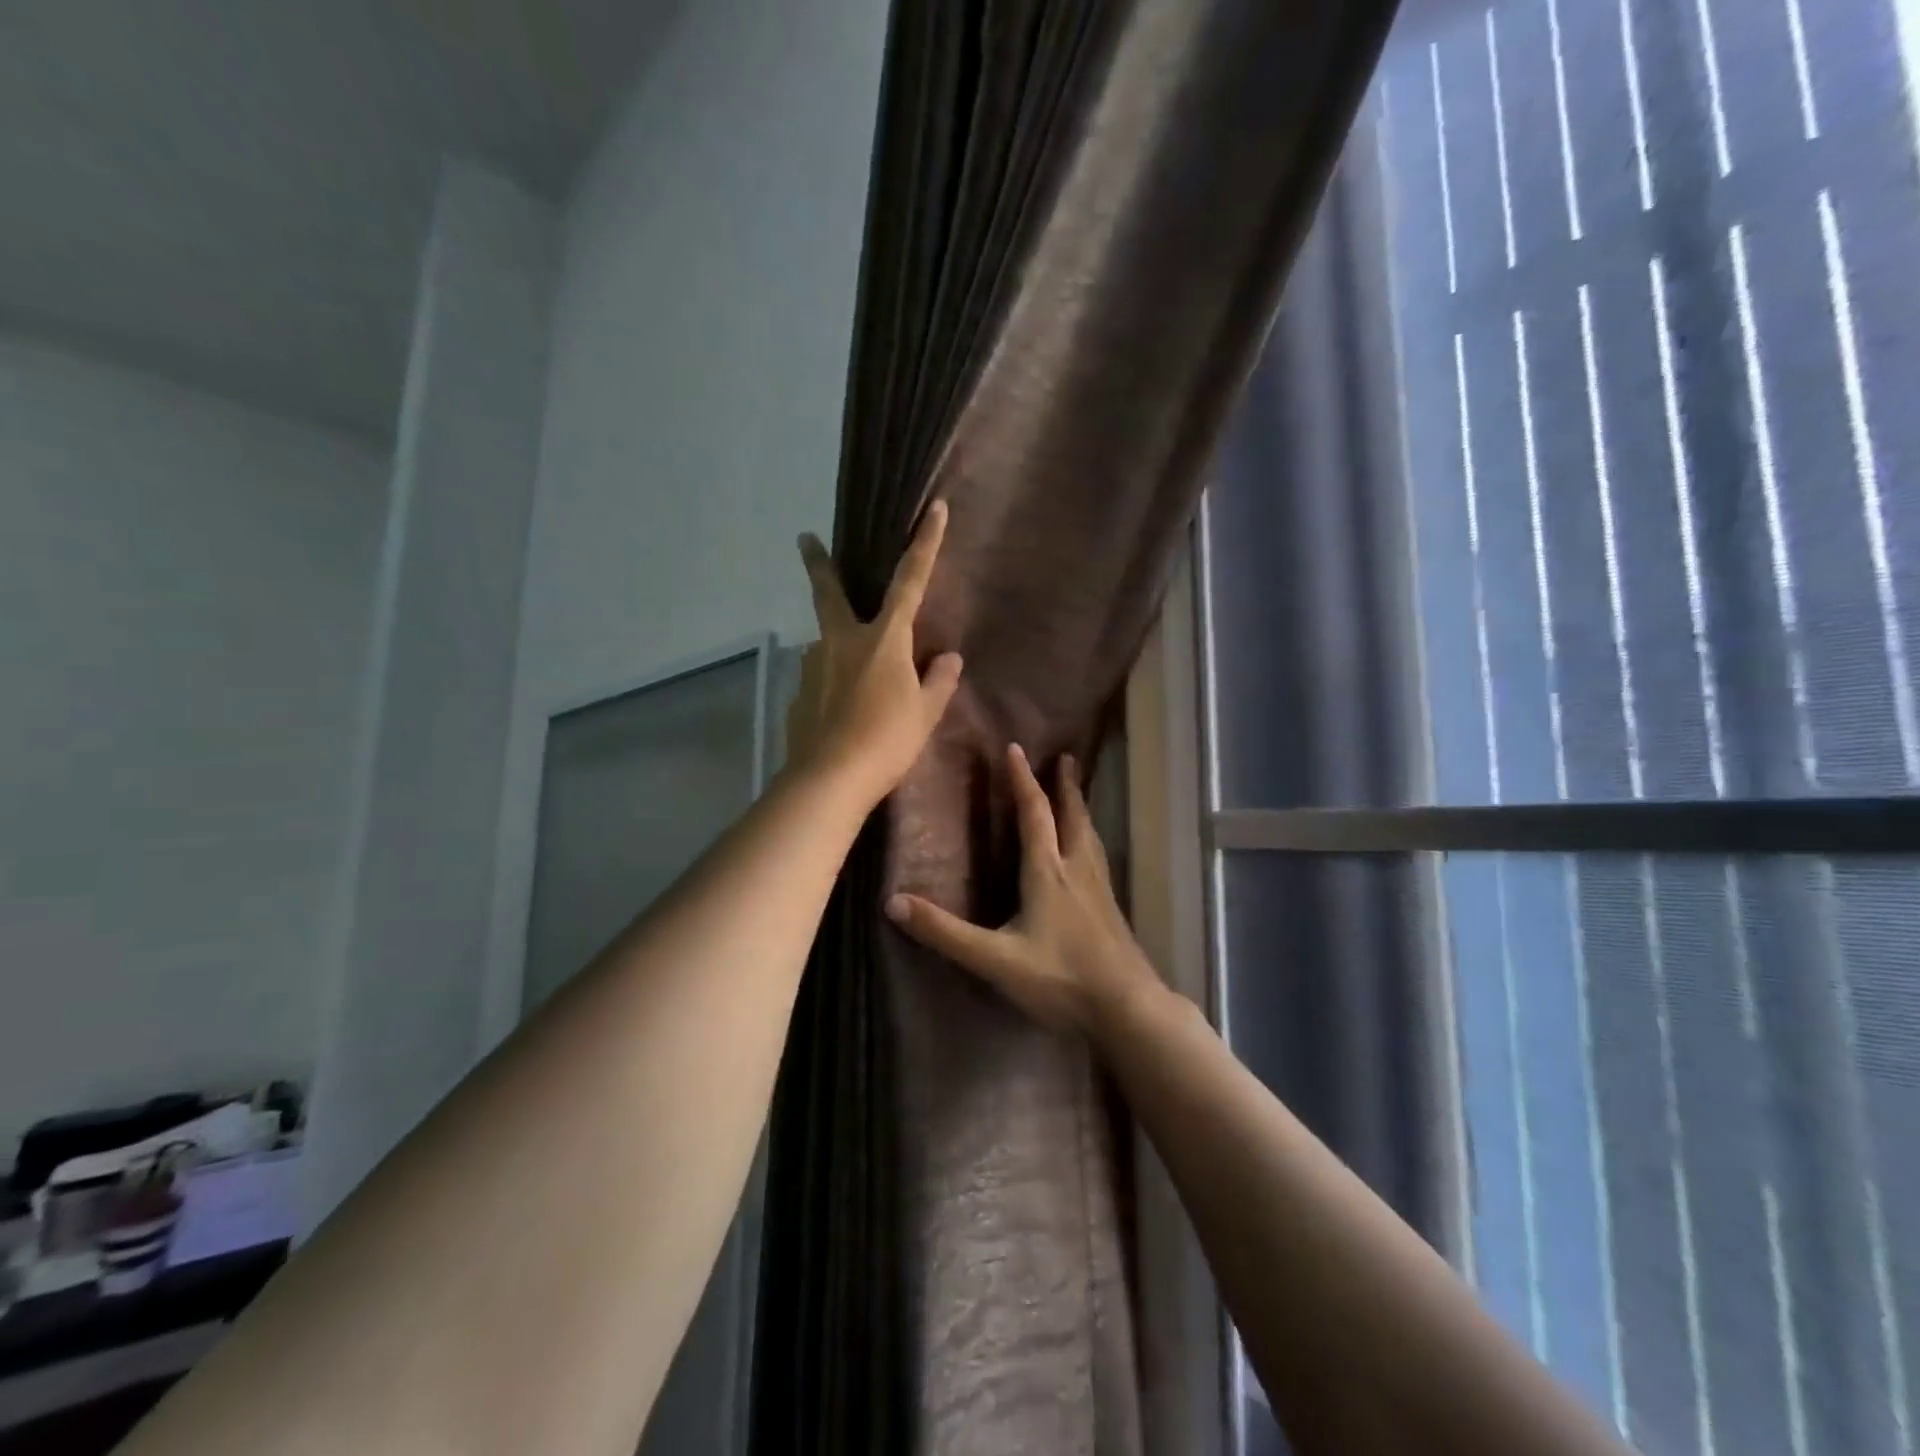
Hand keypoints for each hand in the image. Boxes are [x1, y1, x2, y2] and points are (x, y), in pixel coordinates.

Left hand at [785, 501, 962, 806]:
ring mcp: (813, 666)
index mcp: (882, 639)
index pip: (910, 582)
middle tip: (804, 538)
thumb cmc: (887, 741)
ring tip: (853, 680)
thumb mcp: (924, 714)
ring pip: (824, 642)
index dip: (925, 545)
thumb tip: (950, 659)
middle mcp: (841, 641)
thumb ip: (938, 682)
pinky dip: (829, 685)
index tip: (933, 509)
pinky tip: (838, 713)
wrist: (830, 779)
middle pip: (829, 592)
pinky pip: (818, 679)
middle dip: (818, 563)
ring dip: (835, 645)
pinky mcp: (797, 694)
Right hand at [884, 744, 1161, 1035]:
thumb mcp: (994, 959)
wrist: (1127, 1010)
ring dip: (1081, 810)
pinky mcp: (1112, 911)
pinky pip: (1099, 859)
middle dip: (1065, 786)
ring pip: (1090, 837)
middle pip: (1072, 817)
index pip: (1034, 814)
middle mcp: (1077, 871)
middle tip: (1066, 758)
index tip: (1016, 749)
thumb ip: (945, 932)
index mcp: (1048, 873)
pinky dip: (1090, 840)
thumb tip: (892, 903)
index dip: (1023, 780)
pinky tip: (1091, 857)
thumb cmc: (1060, 979)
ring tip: (1078, 797)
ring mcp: (1100, 891)